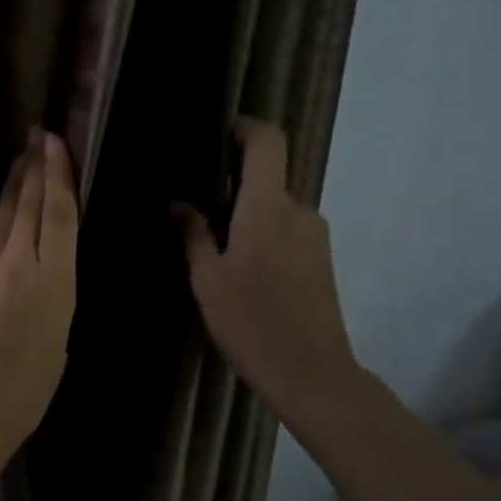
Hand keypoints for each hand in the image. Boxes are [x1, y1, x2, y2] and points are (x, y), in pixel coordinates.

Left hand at [0, 129, 77, 461]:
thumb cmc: (25, 391)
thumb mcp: (57, 345)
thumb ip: (53, 305)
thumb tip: (45, 286)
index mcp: (55, 281)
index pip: (58, 214)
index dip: (58, 175)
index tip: (54, 144)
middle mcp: (20, 264)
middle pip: (28, 207)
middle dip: (33, 169)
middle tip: (36, 138)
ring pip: (1, 219)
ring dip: (11, 188)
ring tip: (19, 163)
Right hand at [174, 117, 358, 424]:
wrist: (311, 373)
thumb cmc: (250, 322)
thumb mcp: (207, 279)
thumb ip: (193, 234)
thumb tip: (178, 203)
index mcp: (267, 207)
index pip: (267, 142)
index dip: (244, 127)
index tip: (216, 133)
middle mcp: (299, 210)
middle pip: (267, 175)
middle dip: (232, 182)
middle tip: (195, 204)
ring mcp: (316, 234)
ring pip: (275, 205)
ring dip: (246, 212)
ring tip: (213, 244)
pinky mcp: (322, 257)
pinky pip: (287, 227)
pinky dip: (262, 232)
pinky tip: (241, 267)